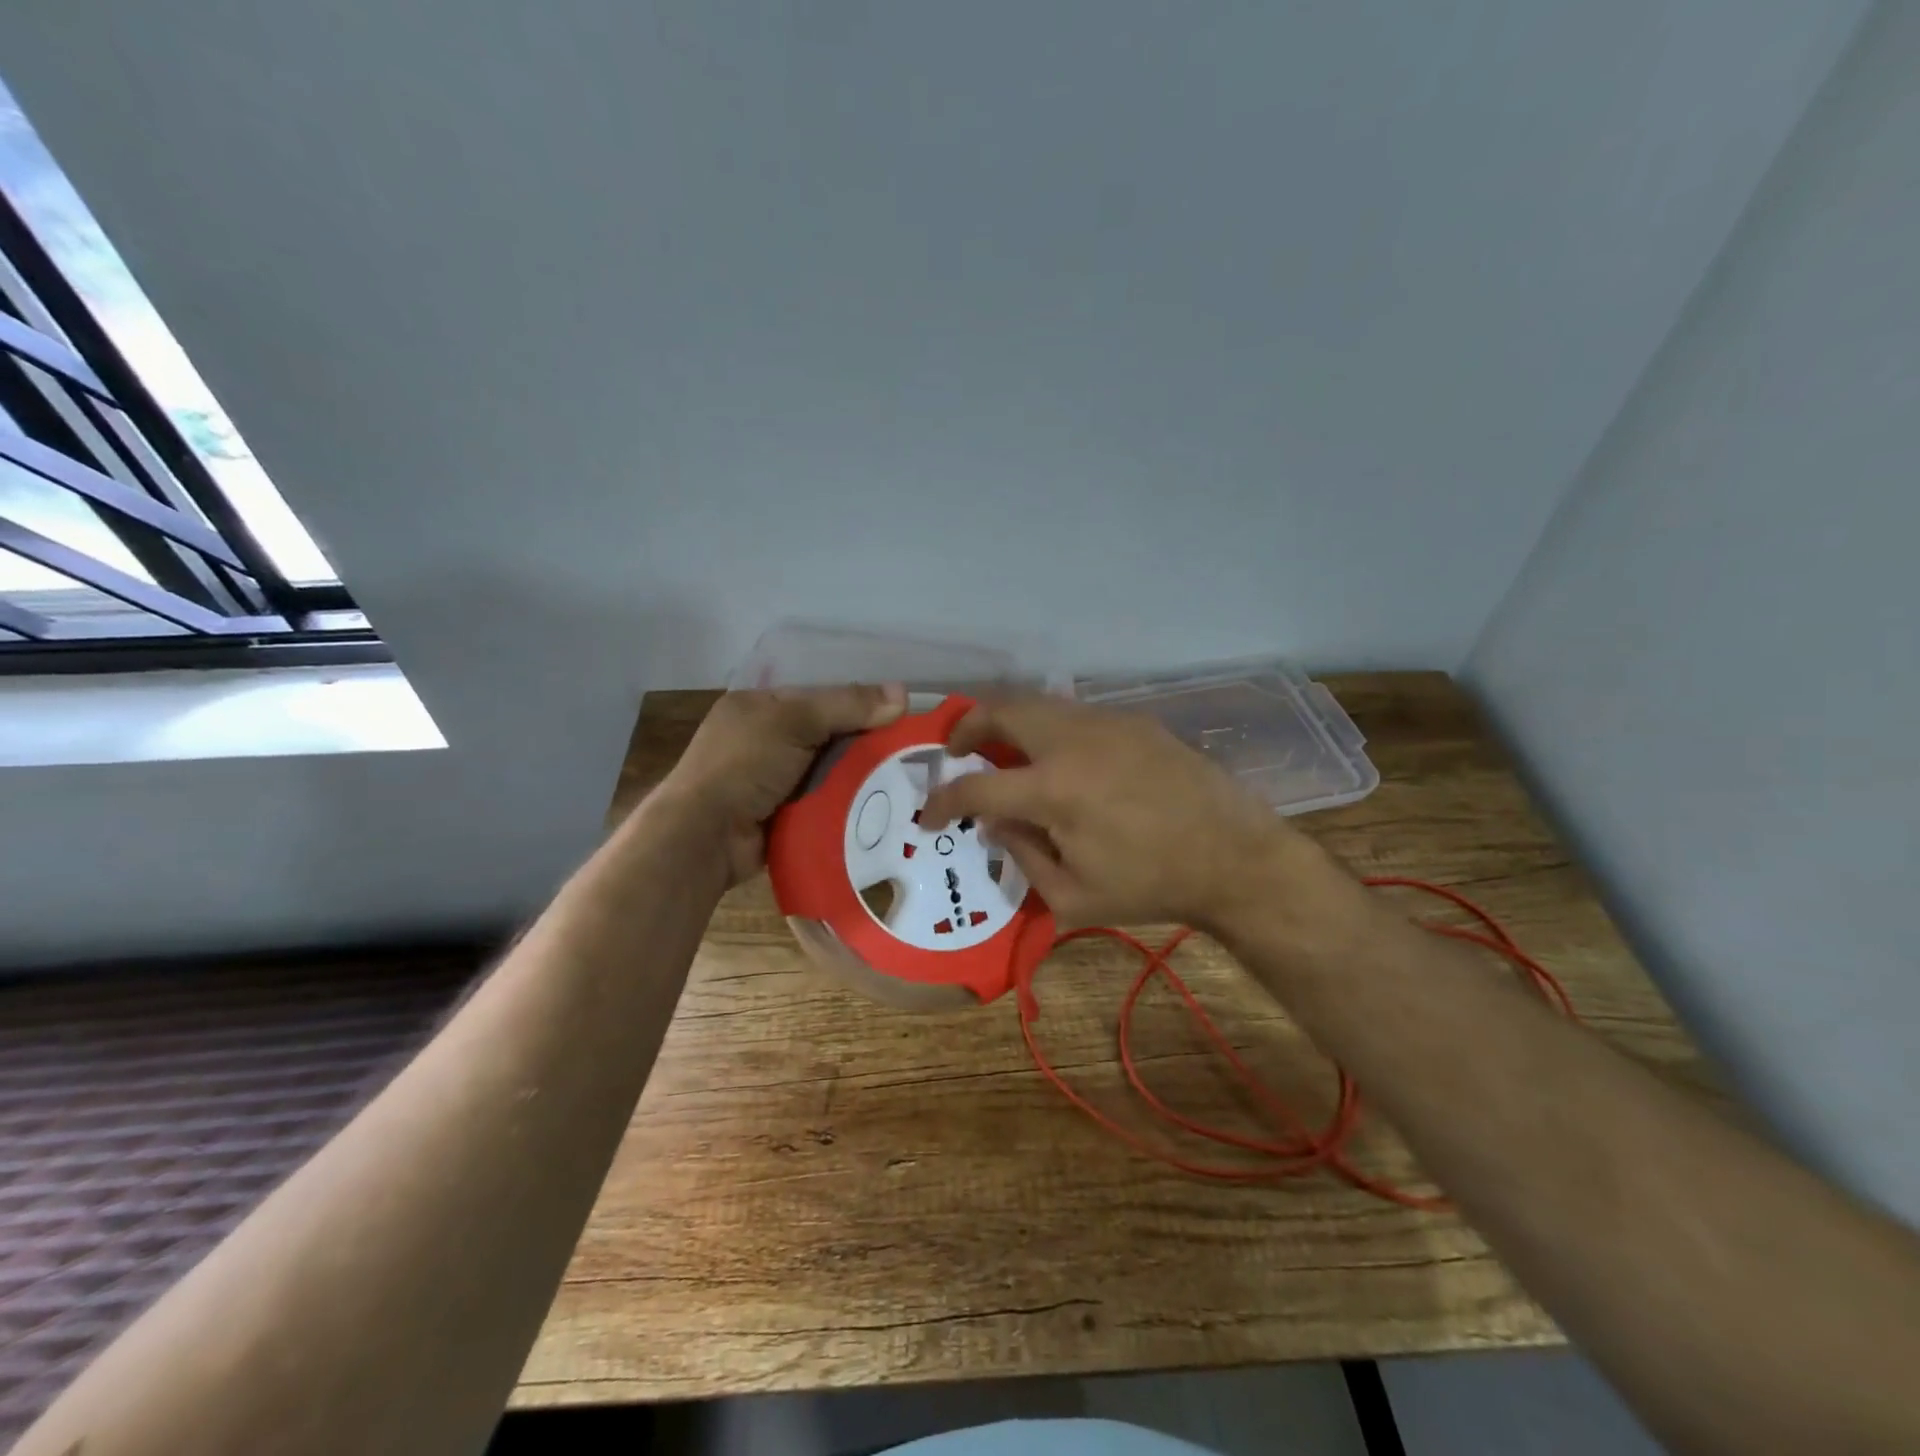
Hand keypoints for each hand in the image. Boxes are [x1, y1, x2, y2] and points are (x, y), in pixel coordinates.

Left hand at [659, 684, 906, 885]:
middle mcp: (767, 740)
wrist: (706, 836)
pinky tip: (884, 805)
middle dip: (866, 742)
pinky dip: (848, 802)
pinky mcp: (785, 814)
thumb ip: (846, 706)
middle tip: (913, 749)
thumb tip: (904, 694)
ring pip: (832, 770)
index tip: (902, 712)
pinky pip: (826, 801)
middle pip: (830, 735)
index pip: (820, 696)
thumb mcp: (794, 722)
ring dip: (862, 776)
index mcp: (760, 706)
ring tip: (910, 778)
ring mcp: (775, 780)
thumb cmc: (743, 765)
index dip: (860, 701)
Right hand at [921, 695, 1352, 932]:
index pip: (977, 786)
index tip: (929, 813)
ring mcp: (1106, 723)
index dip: (943, 800)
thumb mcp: (1074, 897)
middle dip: (966, 726)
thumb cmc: (1152, 885)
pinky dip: (1048, 726)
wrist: (1234, 856)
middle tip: (957, 751)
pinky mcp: (1133, 720)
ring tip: (1002, 749)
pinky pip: (1074, 713)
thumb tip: (995, 823)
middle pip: (1001, 710)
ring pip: (1038, 702)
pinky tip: (1058, 756)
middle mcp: (1073, 742)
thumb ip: (1022, 856)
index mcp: (1054, 790)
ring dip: (1007, 721)